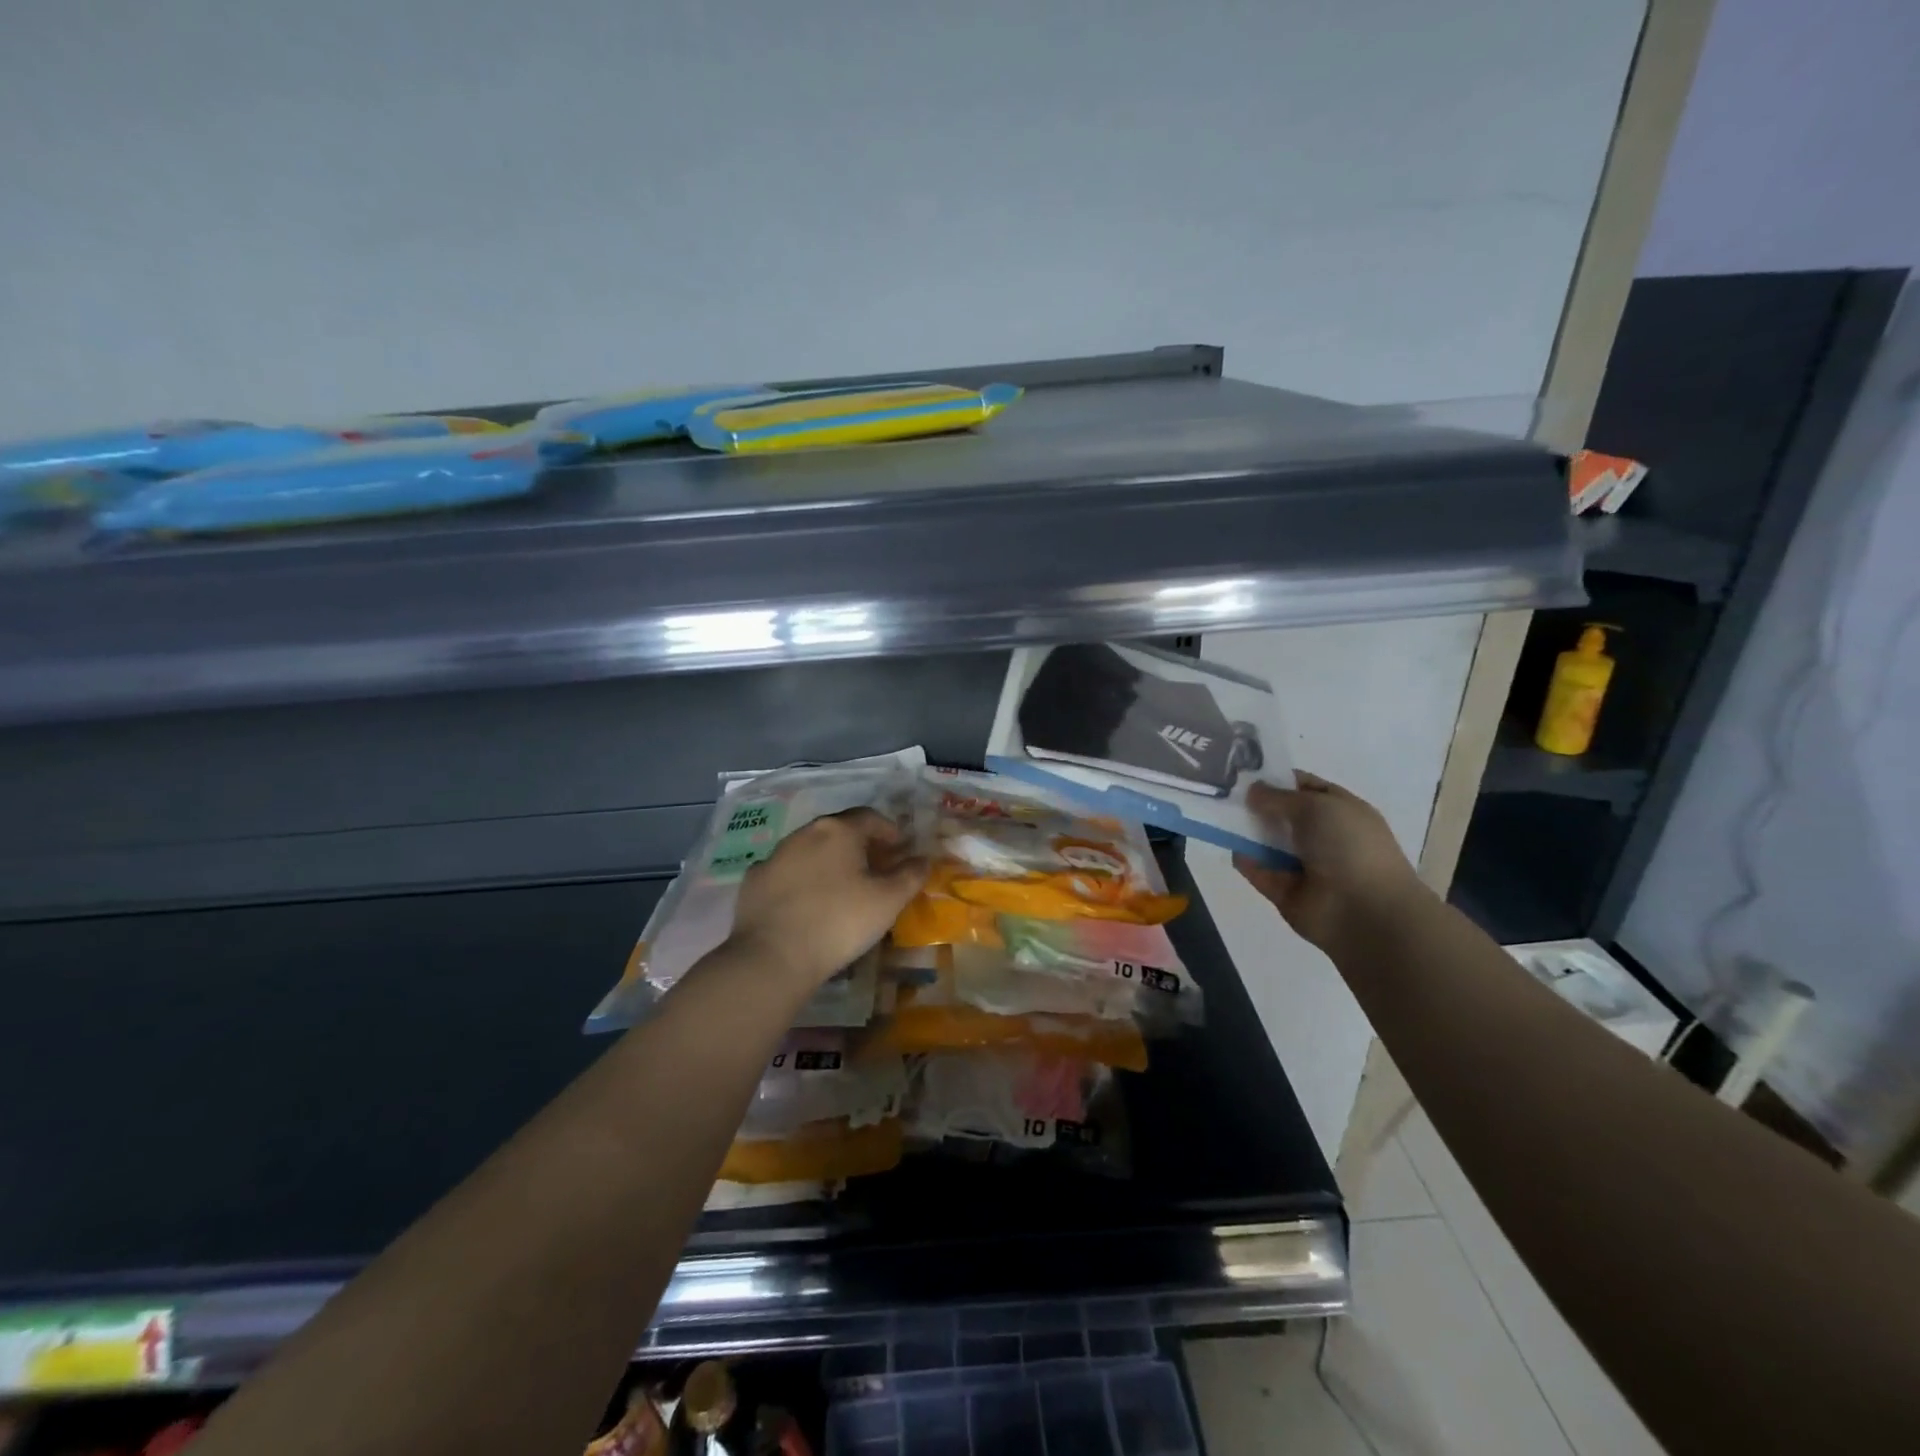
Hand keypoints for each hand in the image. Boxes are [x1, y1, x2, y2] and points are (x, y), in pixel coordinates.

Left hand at [725, 808, 927, 988]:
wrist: (773, 957)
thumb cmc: (840, 922)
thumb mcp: (888, 901)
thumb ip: (911, 875)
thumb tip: (923, 859)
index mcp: (838, 830)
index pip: (870, 817)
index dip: (890, 831)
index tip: (900, 850)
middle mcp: (804, 833)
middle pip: (839, 830)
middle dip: (860, 845)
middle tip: (875, 869)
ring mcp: (774, 855)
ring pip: (810, 849)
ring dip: (829, 861)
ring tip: (842, 888)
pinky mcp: (754, 880)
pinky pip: (786, 872)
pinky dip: (802, 880)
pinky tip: (807, 903)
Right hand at [1234, 773, 1427, 951]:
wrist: (1364, 911)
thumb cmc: (1349, 847)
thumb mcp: (1316, 806)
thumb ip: (1279, 796)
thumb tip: (1253, 790)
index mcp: (1341, 811)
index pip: (1306, 788)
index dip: (1278, 778)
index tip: (1245, 771)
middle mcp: (1323, 836)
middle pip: (1282, 815)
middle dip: (1256, 804)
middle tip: (1222, 791)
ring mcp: (1304, 866)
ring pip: (1268, 842)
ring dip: (1246, 831)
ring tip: (1218, 815)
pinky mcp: (1286, 891)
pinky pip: (1259, 871)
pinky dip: (1245, 861)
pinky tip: (1231, 847)